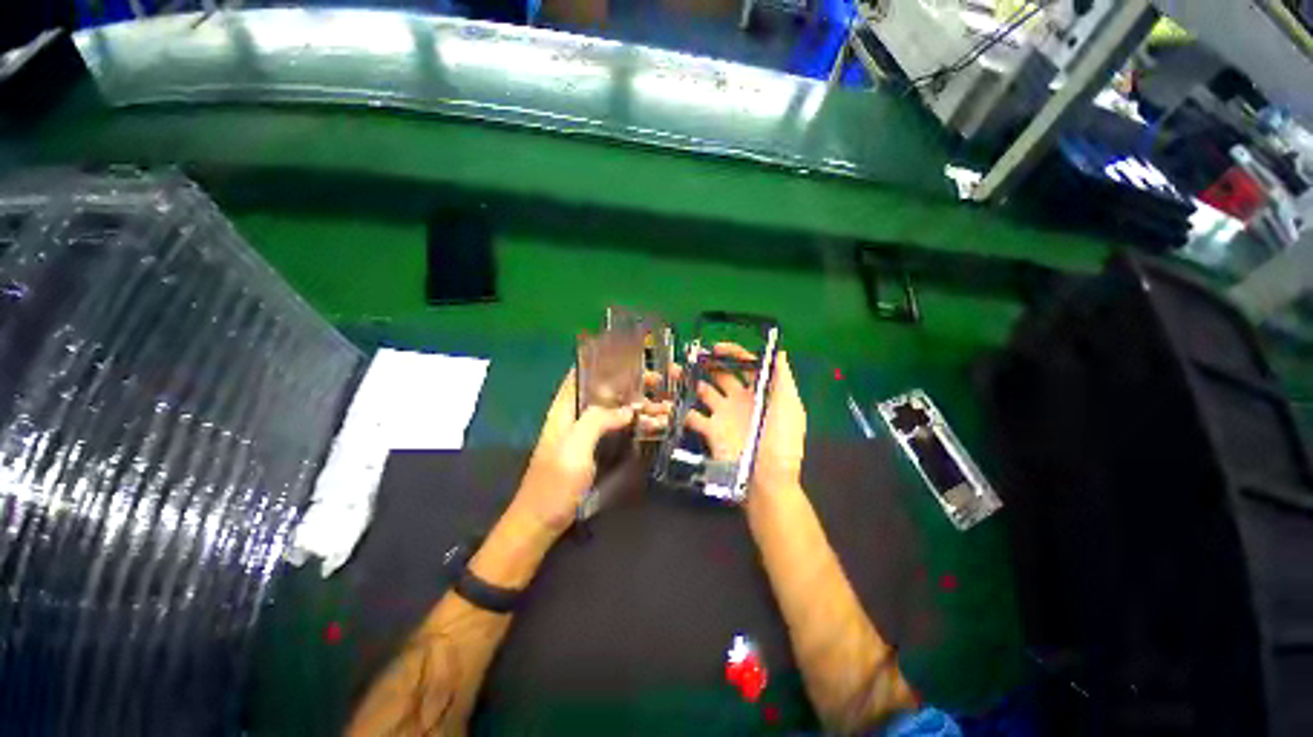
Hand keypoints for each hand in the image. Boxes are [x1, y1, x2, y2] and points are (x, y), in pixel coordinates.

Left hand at [513, 368, 667, 535]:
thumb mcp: (574, 447)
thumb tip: (628, 408)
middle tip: (662, 382)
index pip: (583, 372)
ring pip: (617, 409)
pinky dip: (637, 424)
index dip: (607, 360)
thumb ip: (598, 420)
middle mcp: (577, 414)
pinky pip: (619, 428)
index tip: (634, 357)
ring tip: (667, 406)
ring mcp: (587, 433)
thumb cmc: (554, 483)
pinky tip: (655, 426)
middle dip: (634, 383)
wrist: (541, 521)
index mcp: (566, 407)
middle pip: (607, 389)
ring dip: (640, 405)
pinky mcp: (596, 449)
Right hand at [684, 344, 805, 495]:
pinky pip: (692, 416)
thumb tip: (778, 352)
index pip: (745, 366)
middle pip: (721, 375)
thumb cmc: (781, 441)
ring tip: (674, 370)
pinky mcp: (709, 431)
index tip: (716, 348)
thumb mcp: (790, 407)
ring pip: (703, 391)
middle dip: (707, 364)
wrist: (765, 479)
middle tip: (691, 356)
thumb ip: (783, 379)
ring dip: (689, 380)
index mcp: (759, 393)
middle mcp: (739, 400)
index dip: (733, 354)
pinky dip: (681, 408)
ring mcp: (723, 415)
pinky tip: (671, 398)